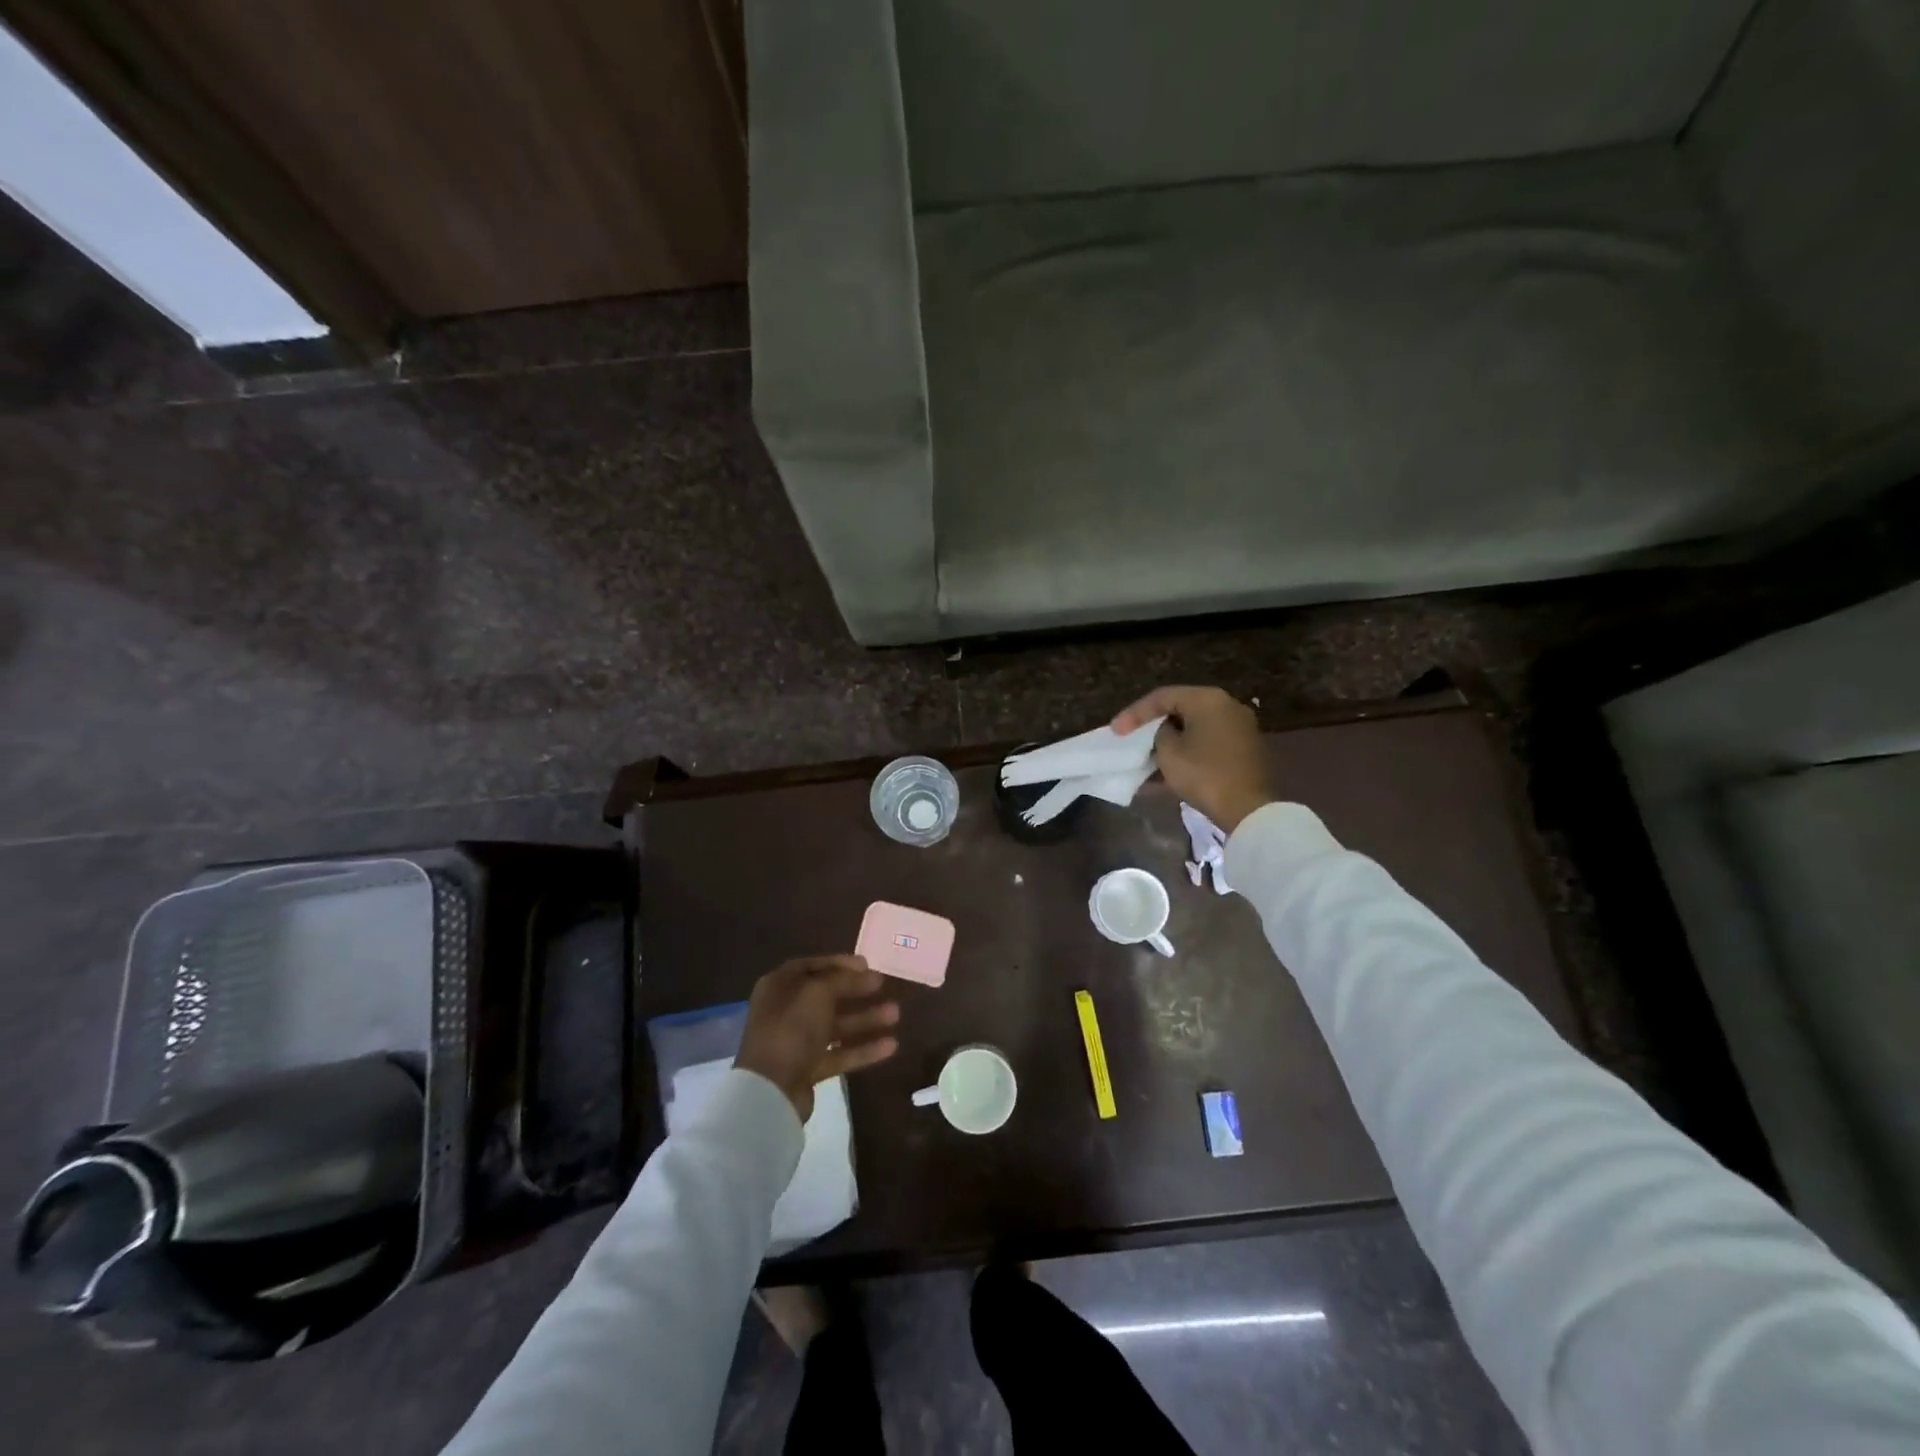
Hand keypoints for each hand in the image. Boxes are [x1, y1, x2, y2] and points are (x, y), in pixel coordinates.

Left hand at [735, 956, 900, 1121]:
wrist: (771, 1090)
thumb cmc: (792, 1028)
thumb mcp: (818, 992)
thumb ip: (843, 979)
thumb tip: (864, 972)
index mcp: (780, 986)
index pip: (812, 966)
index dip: (839, 963)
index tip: (867, 964)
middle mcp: (786, 1010)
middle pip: (827, 995)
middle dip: (857, 991)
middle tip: (882, 985)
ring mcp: (796, 1041)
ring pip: (836, 1025)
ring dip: (865, 1019)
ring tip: (896, 1014)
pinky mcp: (808, 1068)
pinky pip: (839, 1053)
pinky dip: (863, 1049)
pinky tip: (891, 1046)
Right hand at [1112, 685, 1273, 831]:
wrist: (1249, 810)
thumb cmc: (1204, 775)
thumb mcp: (1169, 752)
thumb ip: (1160, 733)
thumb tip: (1167, 732)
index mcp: (1208, 699)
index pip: (1162, 697)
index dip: (1134, 713)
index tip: (1115, 731)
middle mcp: (1227, 706)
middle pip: (1181, 709)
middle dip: (1153, 725)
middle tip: (1131, 738)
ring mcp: (1239, 727)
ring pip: (1194, 728)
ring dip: (1170, 742)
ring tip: (1147, 757)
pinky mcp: (1244, 749)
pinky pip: (1208, 743)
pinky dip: (1187, 752)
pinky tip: (1169, 770)